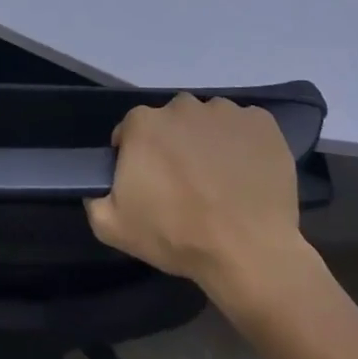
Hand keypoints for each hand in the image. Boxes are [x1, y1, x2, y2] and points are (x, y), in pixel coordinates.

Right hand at [86, 93, 306, 299]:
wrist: (248, 252)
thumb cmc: (177, 236)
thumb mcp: (113, 227)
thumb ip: (95, 199)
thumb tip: (99, 188)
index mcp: (144, 124)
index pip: (132, 131)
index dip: (137, 156)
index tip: (148, 182)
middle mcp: (183, 106)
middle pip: (172, 121)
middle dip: (174, 145)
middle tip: (185, 183)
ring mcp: (226, 111)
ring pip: (209, 121)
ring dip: (209, 141)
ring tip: (220, 180)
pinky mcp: (262, 123)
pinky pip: (245, 127)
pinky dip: (244, 143)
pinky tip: (246, 174)